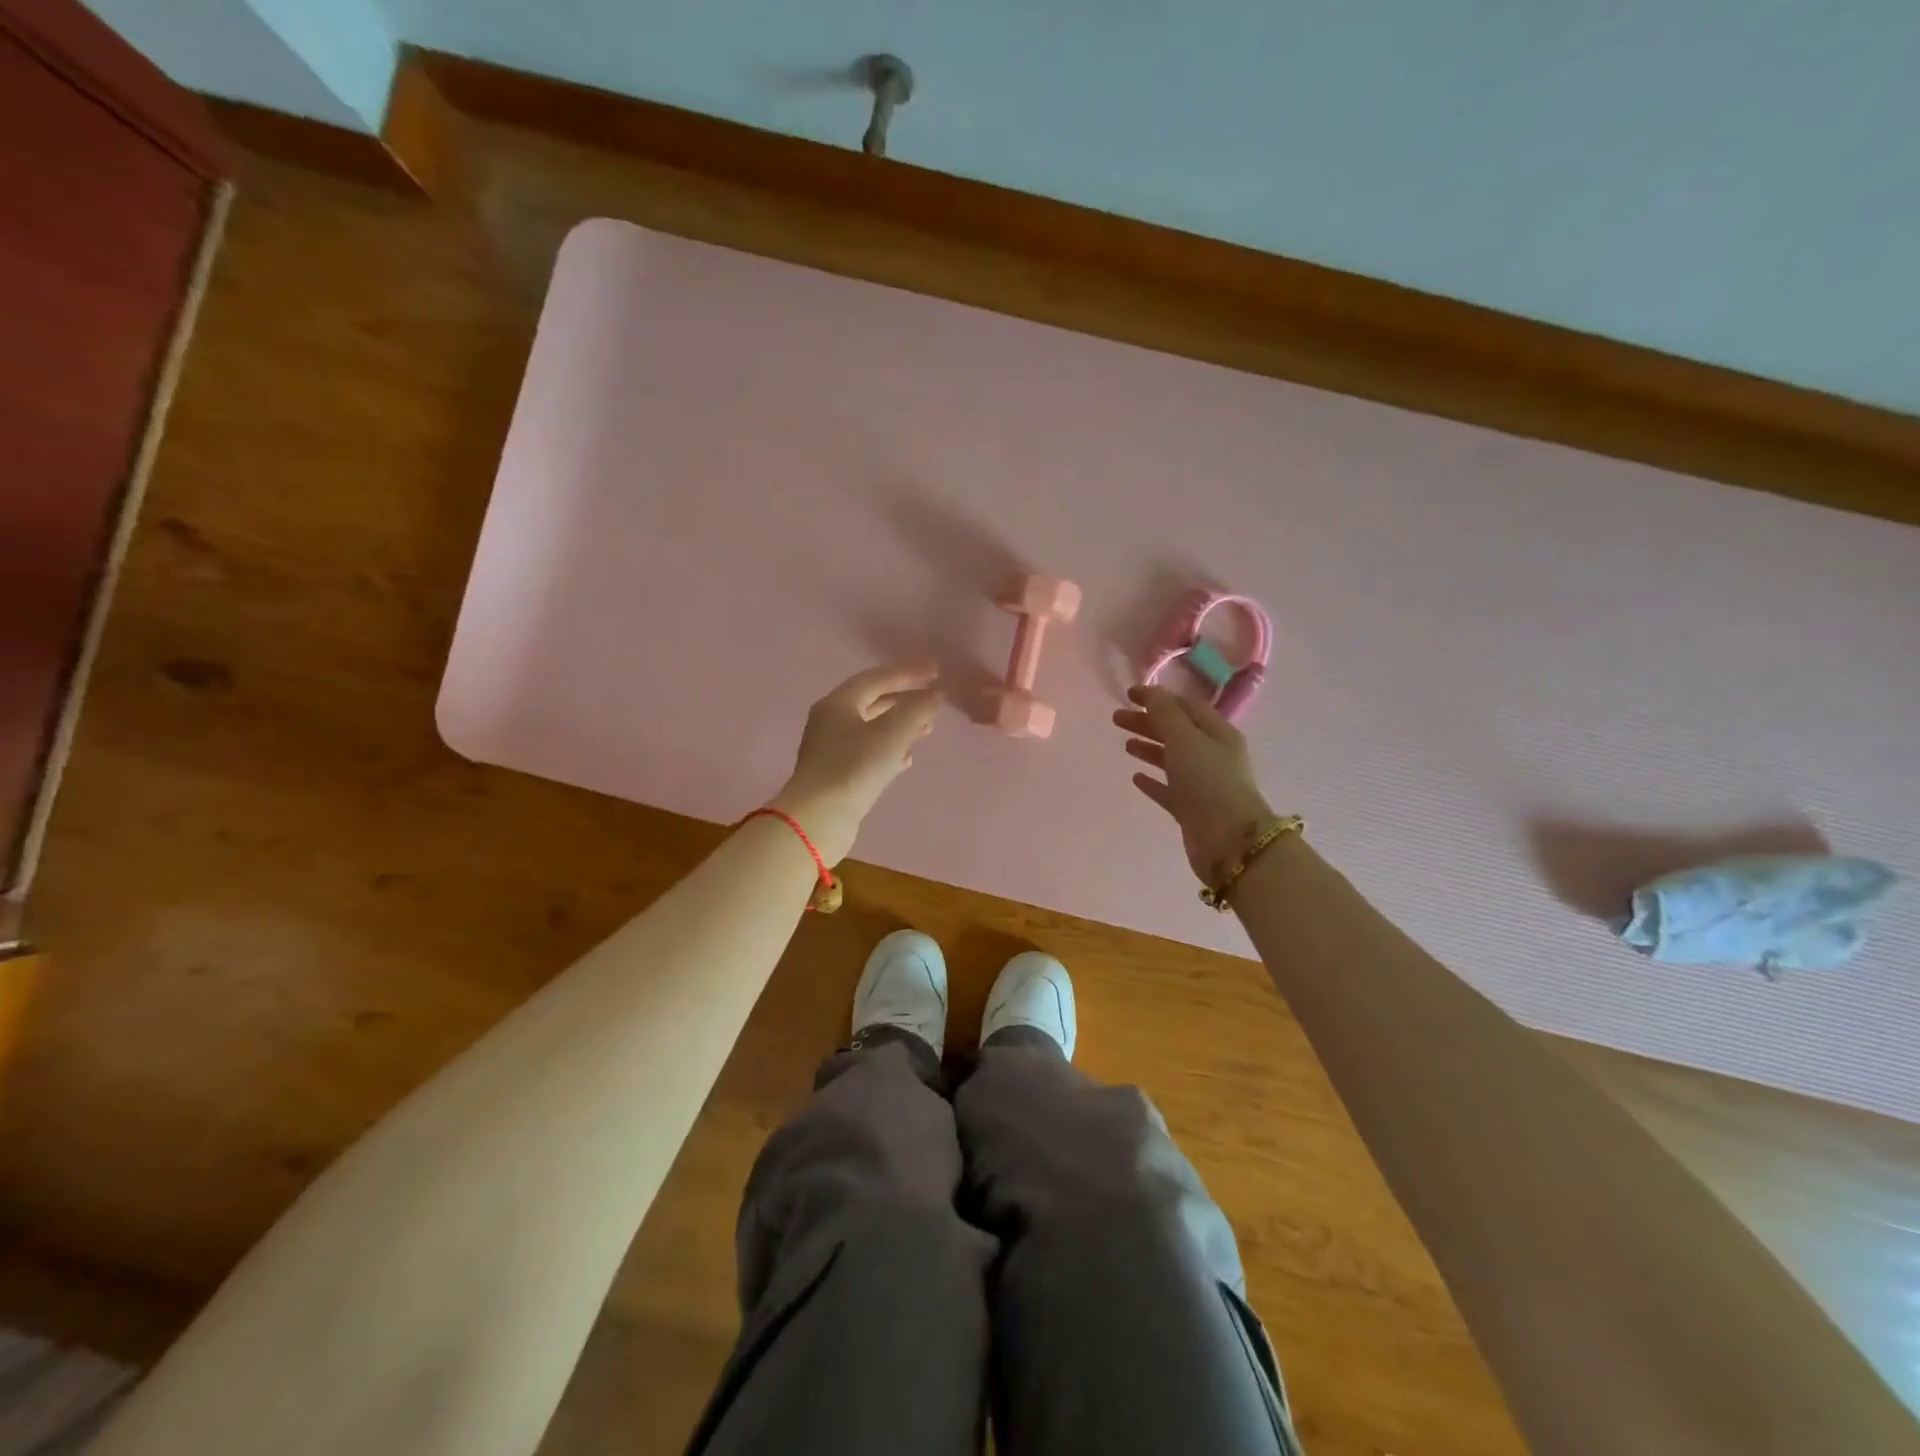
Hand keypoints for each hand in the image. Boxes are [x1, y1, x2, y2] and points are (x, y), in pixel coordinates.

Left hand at [769, 661, 941, 864]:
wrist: (819, 818)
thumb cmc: (855, 766)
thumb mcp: (892, 733)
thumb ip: (917, 709)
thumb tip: (934, 695)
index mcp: (839, 702)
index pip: (877, 677)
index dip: (909, 672)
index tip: (937, 670)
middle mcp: (830, 720)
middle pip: (873, 701)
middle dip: (905, 699)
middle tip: (933, 699)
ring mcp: (831, 749)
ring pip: (872, 728)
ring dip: (900, 725)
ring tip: (927, 729)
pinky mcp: (836, 774)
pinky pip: (868, 752)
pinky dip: (889, 750)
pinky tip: (906, 758)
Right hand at [1113, 685, 1273, 881]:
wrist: (1228, 841)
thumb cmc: (1208, 782)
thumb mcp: (1185, 739)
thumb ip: (1164, 714)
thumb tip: (1149, 691)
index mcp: (1217, 733)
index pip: (1185, 706)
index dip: (1157, 698)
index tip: (1128, 695)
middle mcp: (1212, 755)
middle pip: (1176, 731)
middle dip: (1147, 722)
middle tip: (1116, 719)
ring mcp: (1202, 783)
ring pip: (1171, 759)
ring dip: (1149, 748)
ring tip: (1125, 744)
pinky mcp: (1191, 809)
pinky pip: (1168, 789)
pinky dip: (1153, 780)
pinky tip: (1135, 777)